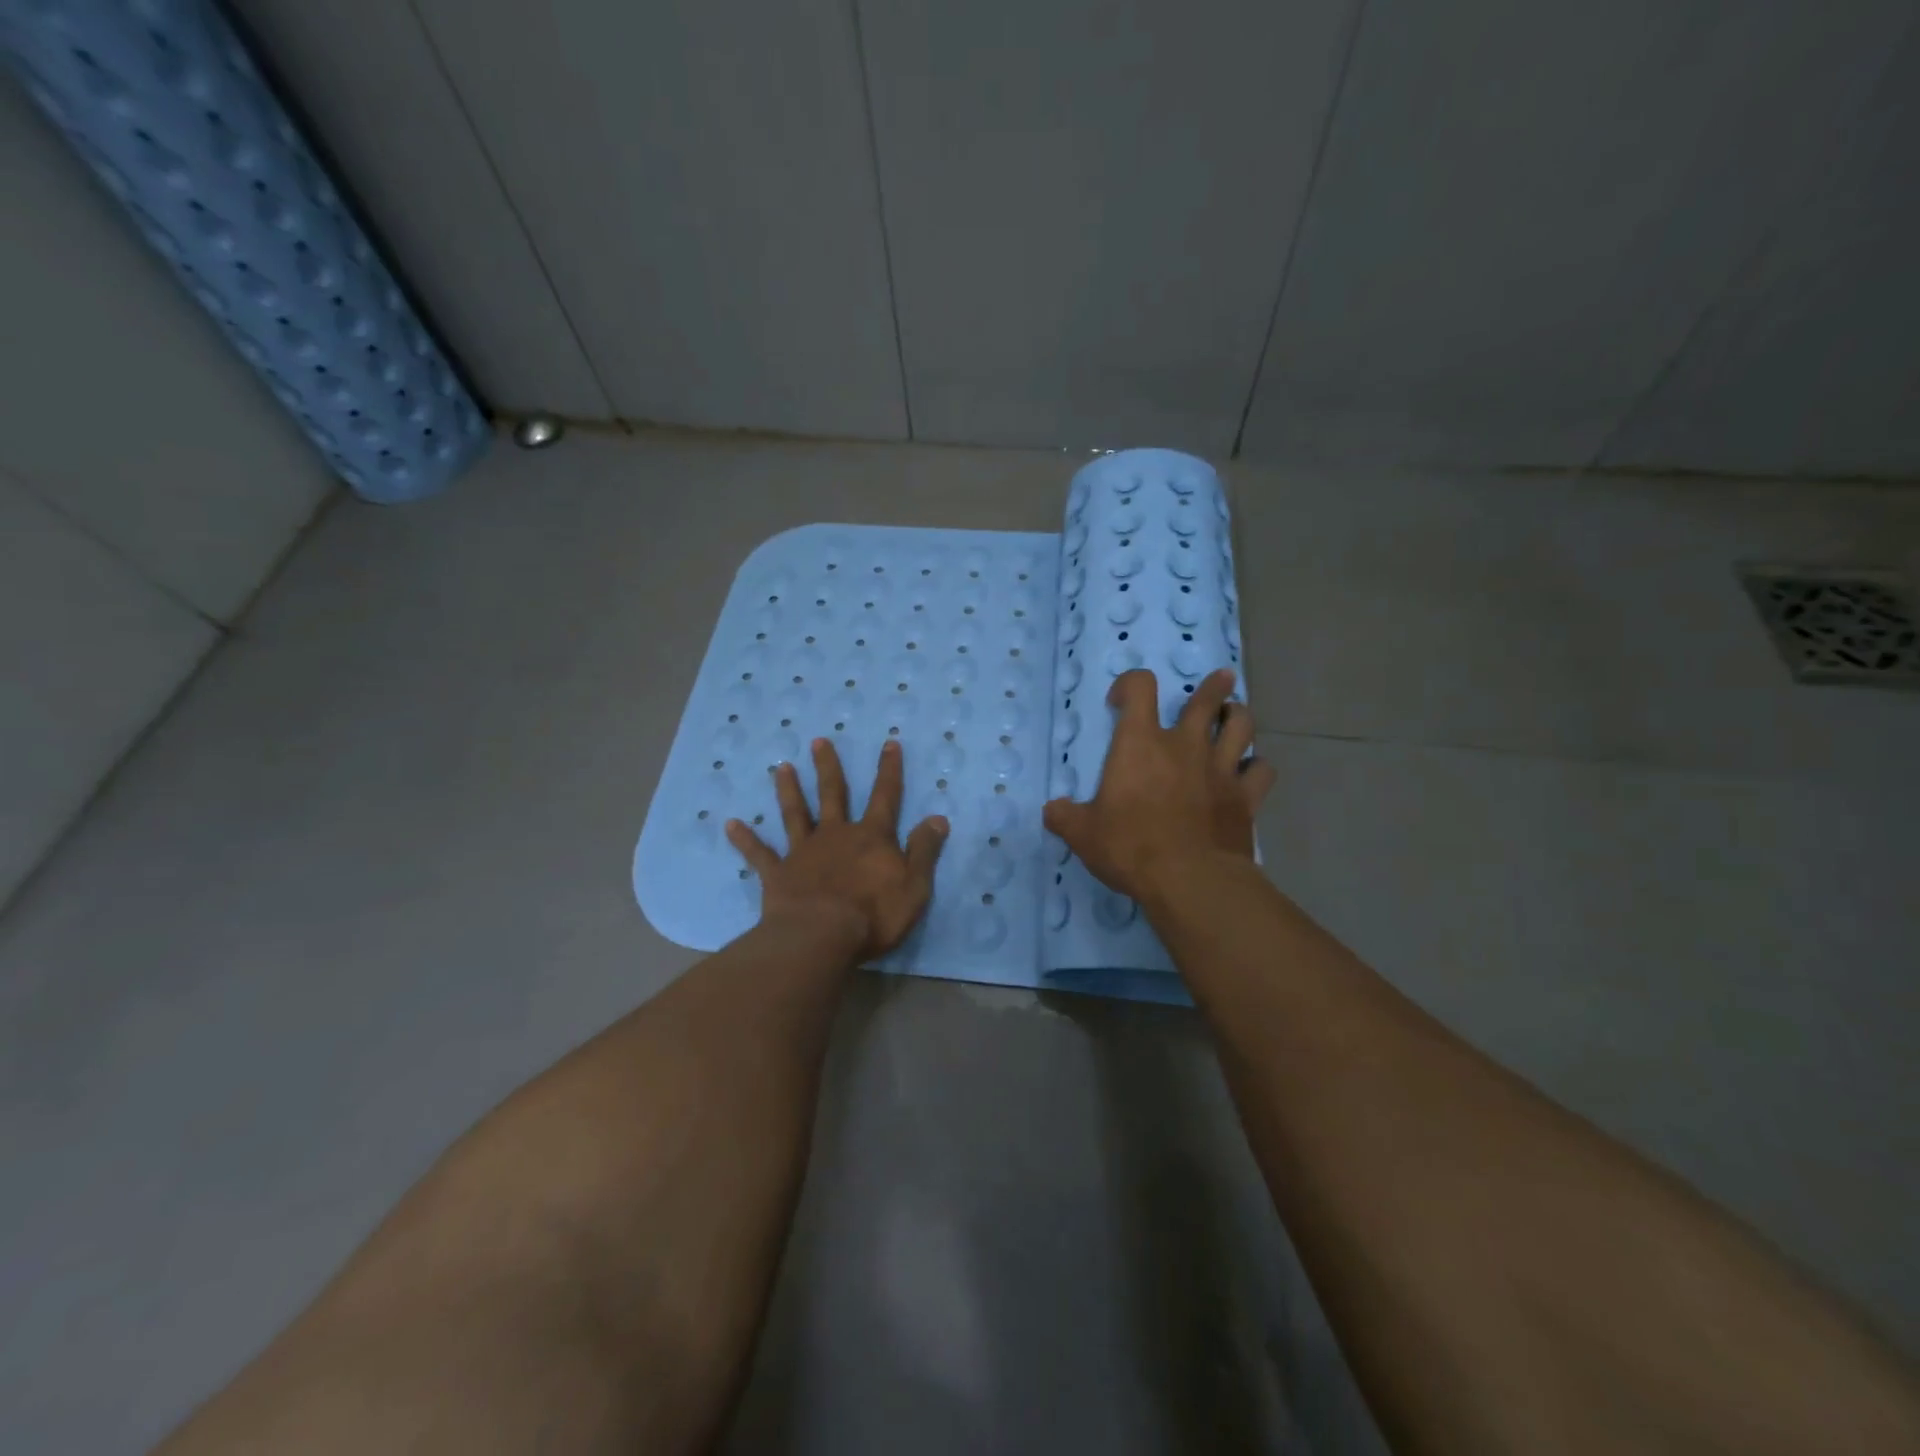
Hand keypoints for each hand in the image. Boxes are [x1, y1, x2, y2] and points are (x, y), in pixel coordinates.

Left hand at [727, 738, 948, 962]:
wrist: (821, 937)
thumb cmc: (873, 915)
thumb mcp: (914, 886)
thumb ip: (924, 851)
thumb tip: (938, 818)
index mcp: (870, 837)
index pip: (885, 796)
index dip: (889, 770)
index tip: (889, 743)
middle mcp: (835, 835)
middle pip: (833, 795)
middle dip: (828, 768)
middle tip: (819, 741)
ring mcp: (803, 852)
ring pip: (795, 814)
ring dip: (788, 790)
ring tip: (781, 767)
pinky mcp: (777, 874)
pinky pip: (758, 854)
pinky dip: (745, 839)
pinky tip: (729, 824)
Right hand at [1044, 668, 1275, 903]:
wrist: (1189, 880)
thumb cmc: (1130, 847)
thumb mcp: (1083, 834)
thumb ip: (1065, 817)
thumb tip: (1052, 810)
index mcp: (1140, 743)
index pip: (1140, 688)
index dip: (1130, 684)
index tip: (1120, 701)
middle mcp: (1185, 745)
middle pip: (1206, 700)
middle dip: (1212, 687)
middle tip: (1219, 680)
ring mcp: (1221, 769)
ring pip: (1242, 726)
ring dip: (1238, 716)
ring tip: (1234, 716)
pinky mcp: (1245, 798)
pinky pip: (1262, 771)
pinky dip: (1257, 767)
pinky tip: (1250, 772)